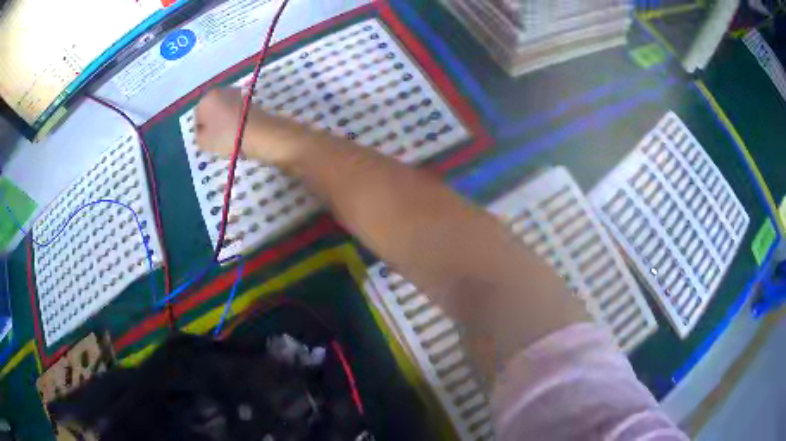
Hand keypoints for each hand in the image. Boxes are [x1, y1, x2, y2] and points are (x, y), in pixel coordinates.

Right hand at [194, 88, 246, 156]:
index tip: (206, 140)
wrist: (260, 132)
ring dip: (224, 120)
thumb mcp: (204, 142)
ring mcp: (237, 92)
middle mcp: (222, 90)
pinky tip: (239, 130)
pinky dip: (236, 119)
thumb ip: (198, 136)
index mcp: (208, 98)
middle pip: (212, 109)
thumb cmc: (227, 136)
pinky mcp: (250, 98)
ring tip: (229, 136)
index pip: (198, 114)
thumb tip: (202, 131)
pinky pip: (237, 110)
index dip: (200, 129)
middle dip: (212, 122)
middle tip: (216, 138)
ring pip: (225, 109)